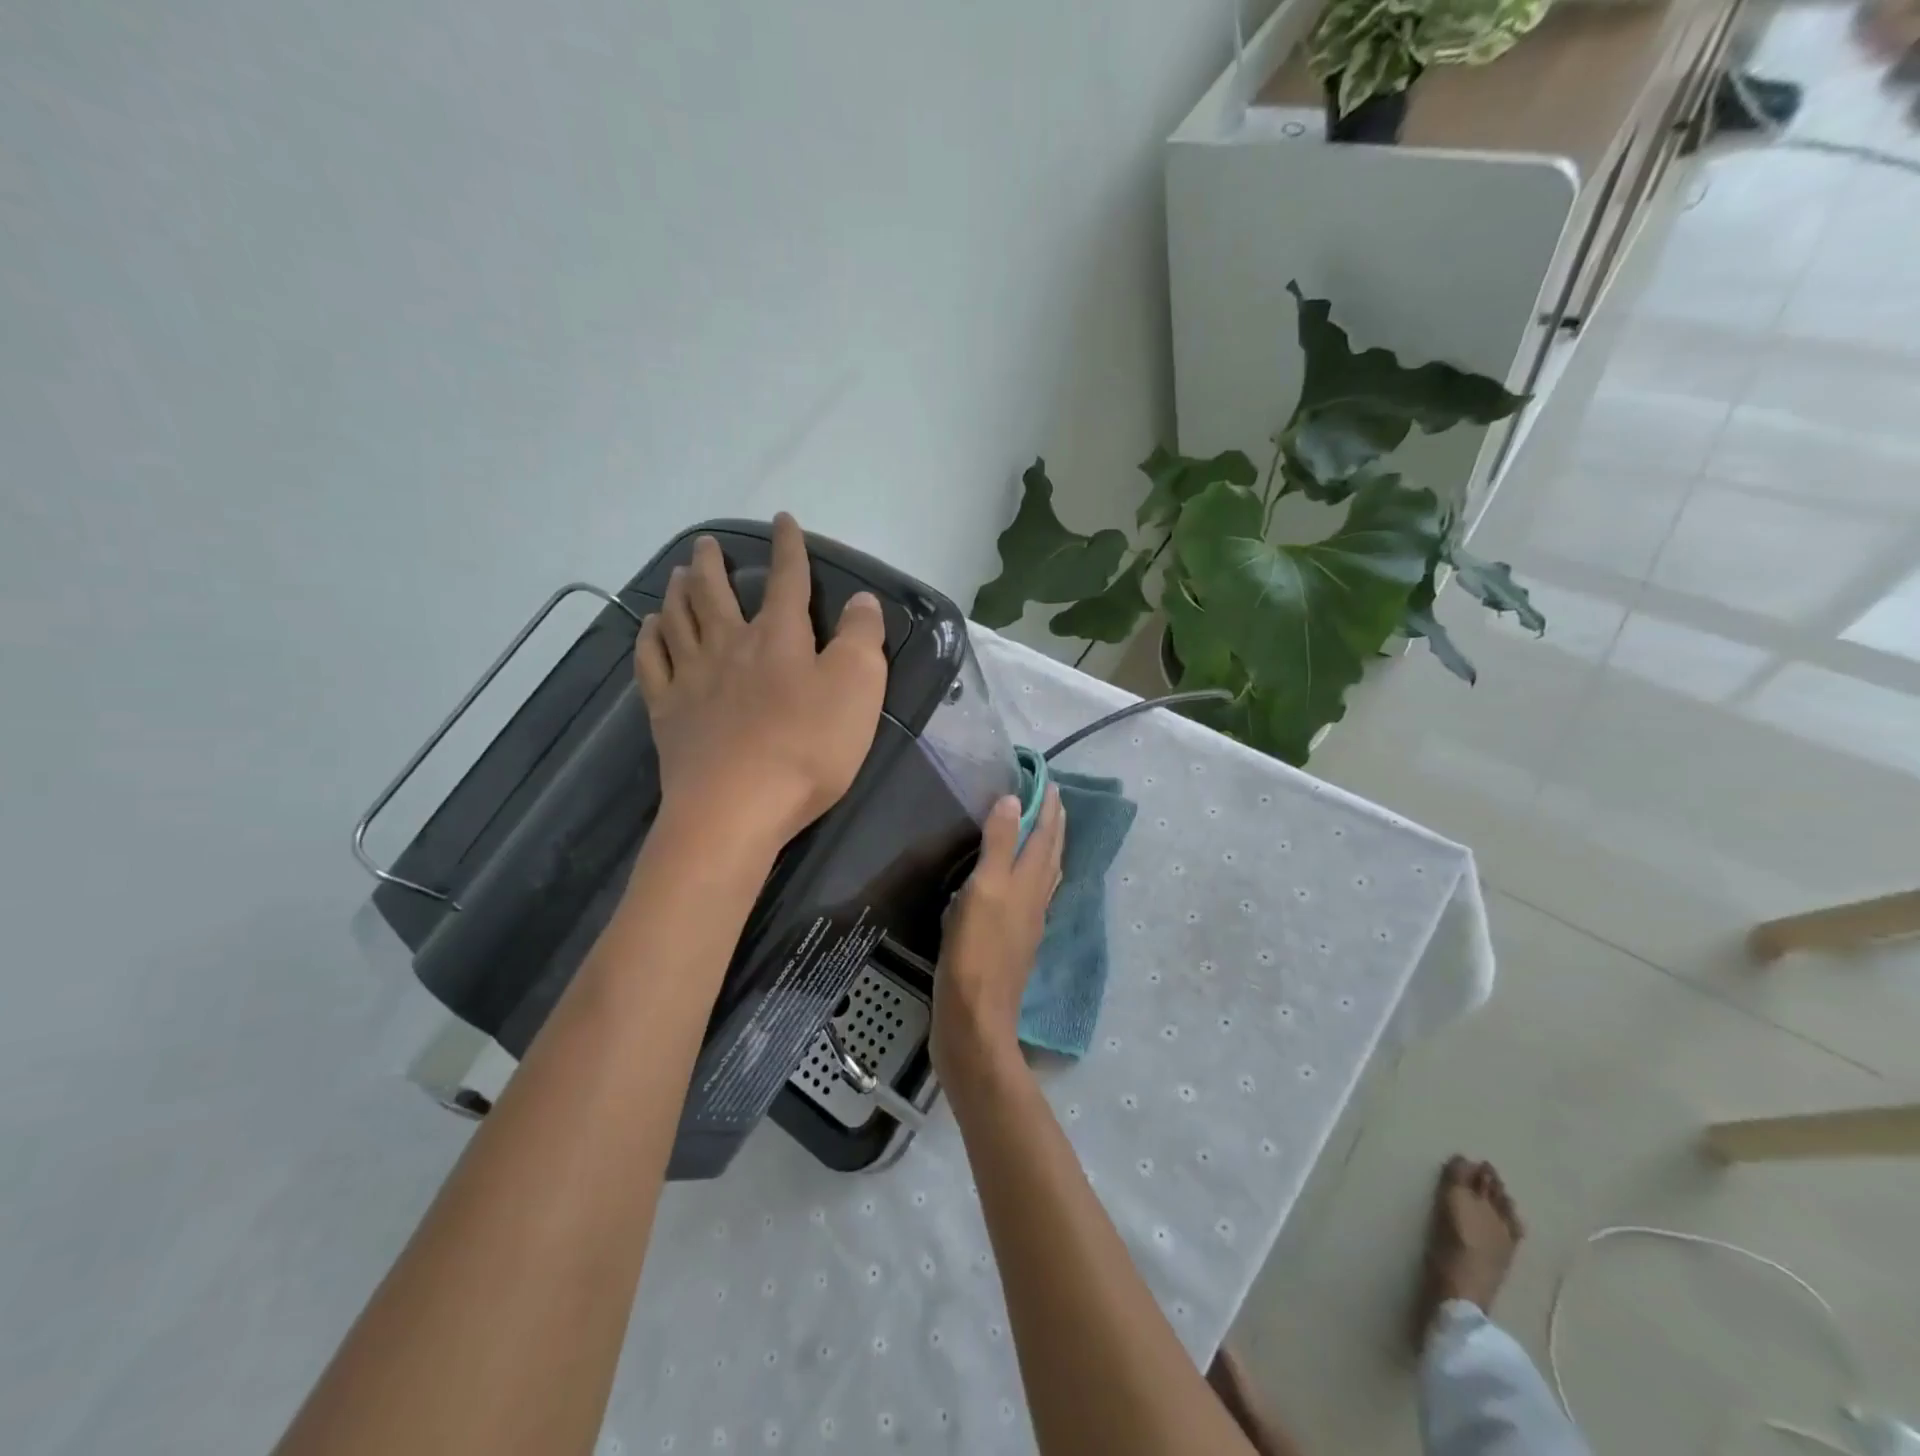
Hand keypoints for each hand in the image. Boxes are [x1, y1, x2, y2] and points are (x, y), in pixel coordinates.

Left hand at [633, 514, 887, 848]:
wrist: (736, 808)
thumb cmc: (807, 749)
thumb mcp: (858, 690)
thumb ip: (863, 639)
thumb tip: (862, 600)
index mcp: (779, 638)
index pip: (787, 580)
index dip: (789, 548)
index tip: (783, 522)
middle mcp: (730, 646)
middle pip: (716, 594)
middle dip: (713, 564)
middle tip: (706, 544)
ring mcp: (691, 679)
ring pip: (679, 620)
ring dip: (679, 592)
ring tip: (679, 574)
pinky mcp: (666, 713)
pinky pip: (651, 663)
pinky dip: (649, 639)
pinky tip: (649, 628)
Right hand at [931, 786, 1064, 1083]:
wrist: (975, 1019)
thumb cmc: (976, 951)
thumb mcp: (984, 890)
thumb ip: (1000, 845)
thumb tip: (1015, 800)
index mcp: (1029, 882)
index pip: (1046, 835)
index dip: (1049, 808)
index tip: (1050, 782)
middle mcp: (1036, 900)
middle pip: (1051, 854)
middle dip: (1054, 825)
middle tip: (1052, 799)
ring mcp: (1028, 923)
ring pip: (1045, 876)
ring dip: (1048, 848)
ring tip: (1045, 832)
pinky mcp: (1015, 943)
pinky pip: (1032, 896)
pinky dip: (1032, 876)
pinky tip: (1022, 884)